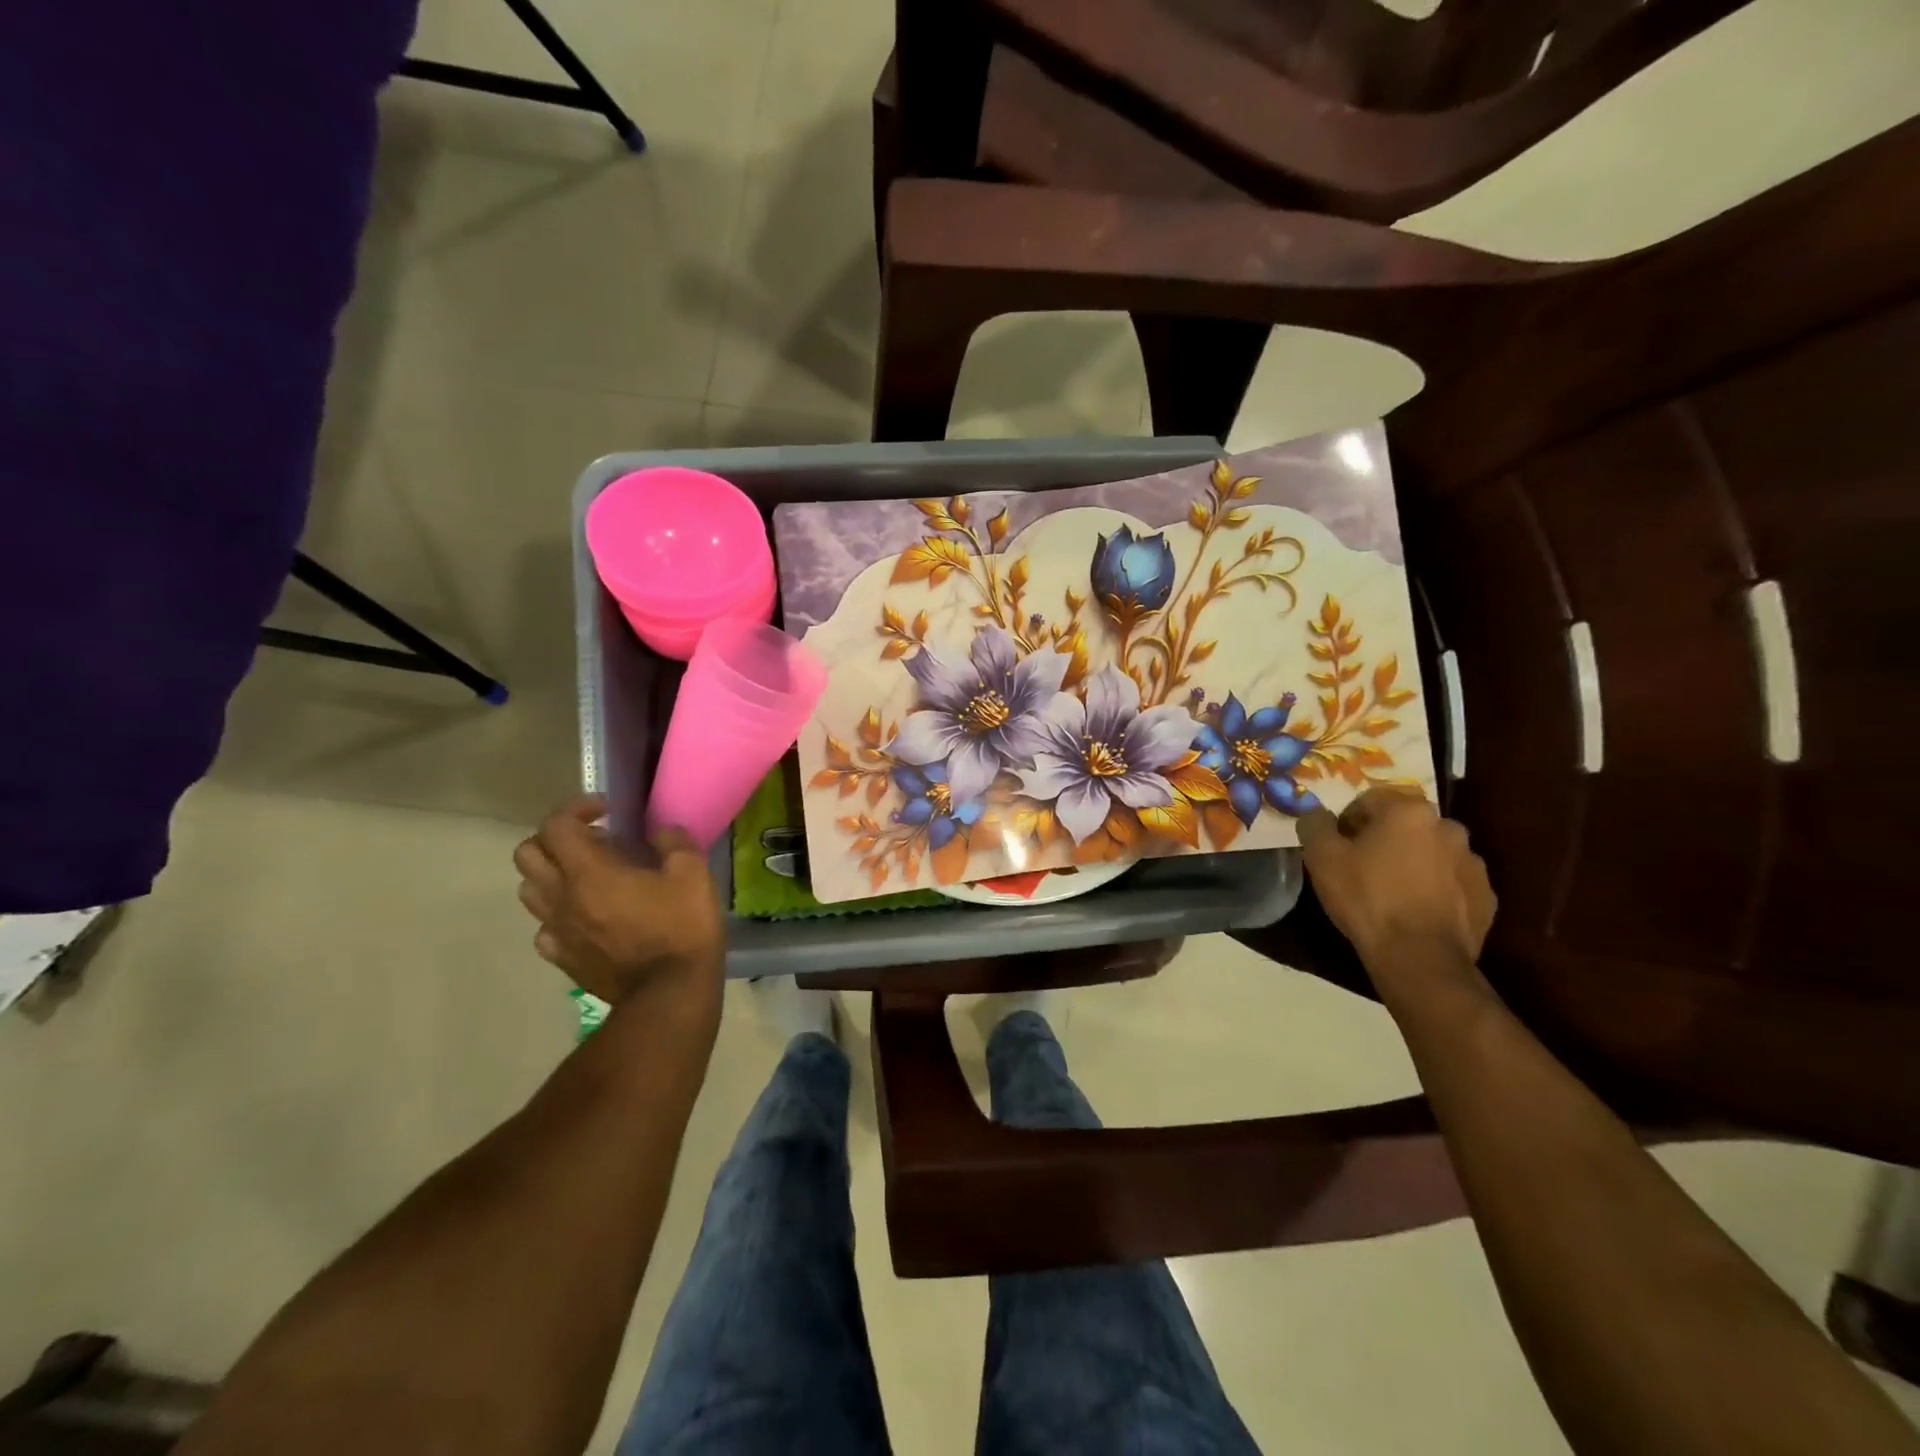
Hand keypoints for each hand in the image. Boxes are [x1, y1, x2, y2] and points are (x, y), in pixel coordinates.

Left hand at [514, 796, 724, 1010]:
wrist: (670, 994)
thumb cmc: (682, 928)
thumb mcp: (693, 873)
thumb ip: (673, 842)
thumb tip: (661, 831)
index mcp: (589, 872)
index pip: (555, 825)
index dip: (577, 809)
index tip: (608, 811)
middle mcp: (561, 898)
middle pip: (528, 855)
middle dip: (556, 838)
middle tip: (594, 841)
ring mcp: (558, 931)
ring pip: (529, 891)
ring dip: (553, 874)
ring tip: (590, 876)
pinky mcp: (564, 959)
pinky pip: (545, 928)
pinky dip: (559, 914)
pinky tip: (588, 916)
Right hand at [1299, 788, 1494, 965]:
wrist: (1419, 957)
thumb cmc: (1366, 898)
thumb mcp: (1321, 857)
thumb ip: (1314, 824)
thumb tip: (1316, 813)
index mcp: (1409, 811)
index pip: (1370, 800)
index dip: (1348, 822)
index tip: (1337, 847)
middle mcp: (1447, 827)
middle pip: (1405, 824)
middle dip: (1384, 839)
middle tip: (1362, 868)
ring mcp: (1473, 862)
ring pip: (1431, 852)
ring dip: (1412, 862)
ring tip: (1391, 892)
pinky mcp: (1485, 896)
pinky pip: (1452, 882)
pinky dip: (1435, 889)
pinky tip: (1415, 911)